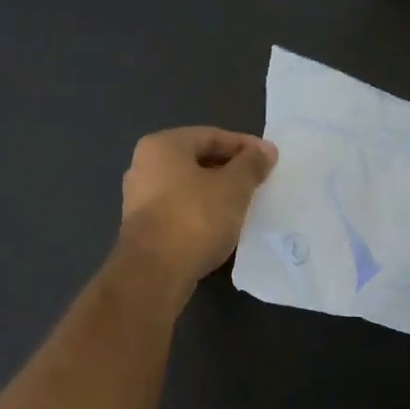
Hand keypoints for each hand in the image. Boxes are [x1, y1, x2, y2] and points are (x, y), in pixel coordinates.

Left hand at [118, 127, 277, 285]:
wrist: (154, 272)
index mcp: (162, 145)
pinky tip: (221, 225)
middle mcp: (144, 166)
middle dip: (230, 170)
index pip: (211, 135)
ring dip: (216, 193)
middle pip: (197, 160)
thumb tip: (264, 150)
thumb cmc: (195, 218)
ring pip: (188, 187)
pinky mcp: (142, 227)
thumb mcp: (233, 187)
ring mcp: (139, 198)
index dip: (244, 146)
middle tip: (260, 181)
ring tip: (245, 204)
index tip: (270, 159)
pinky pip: (179, 209)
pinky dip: (202, 212)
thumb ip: (251, 165)